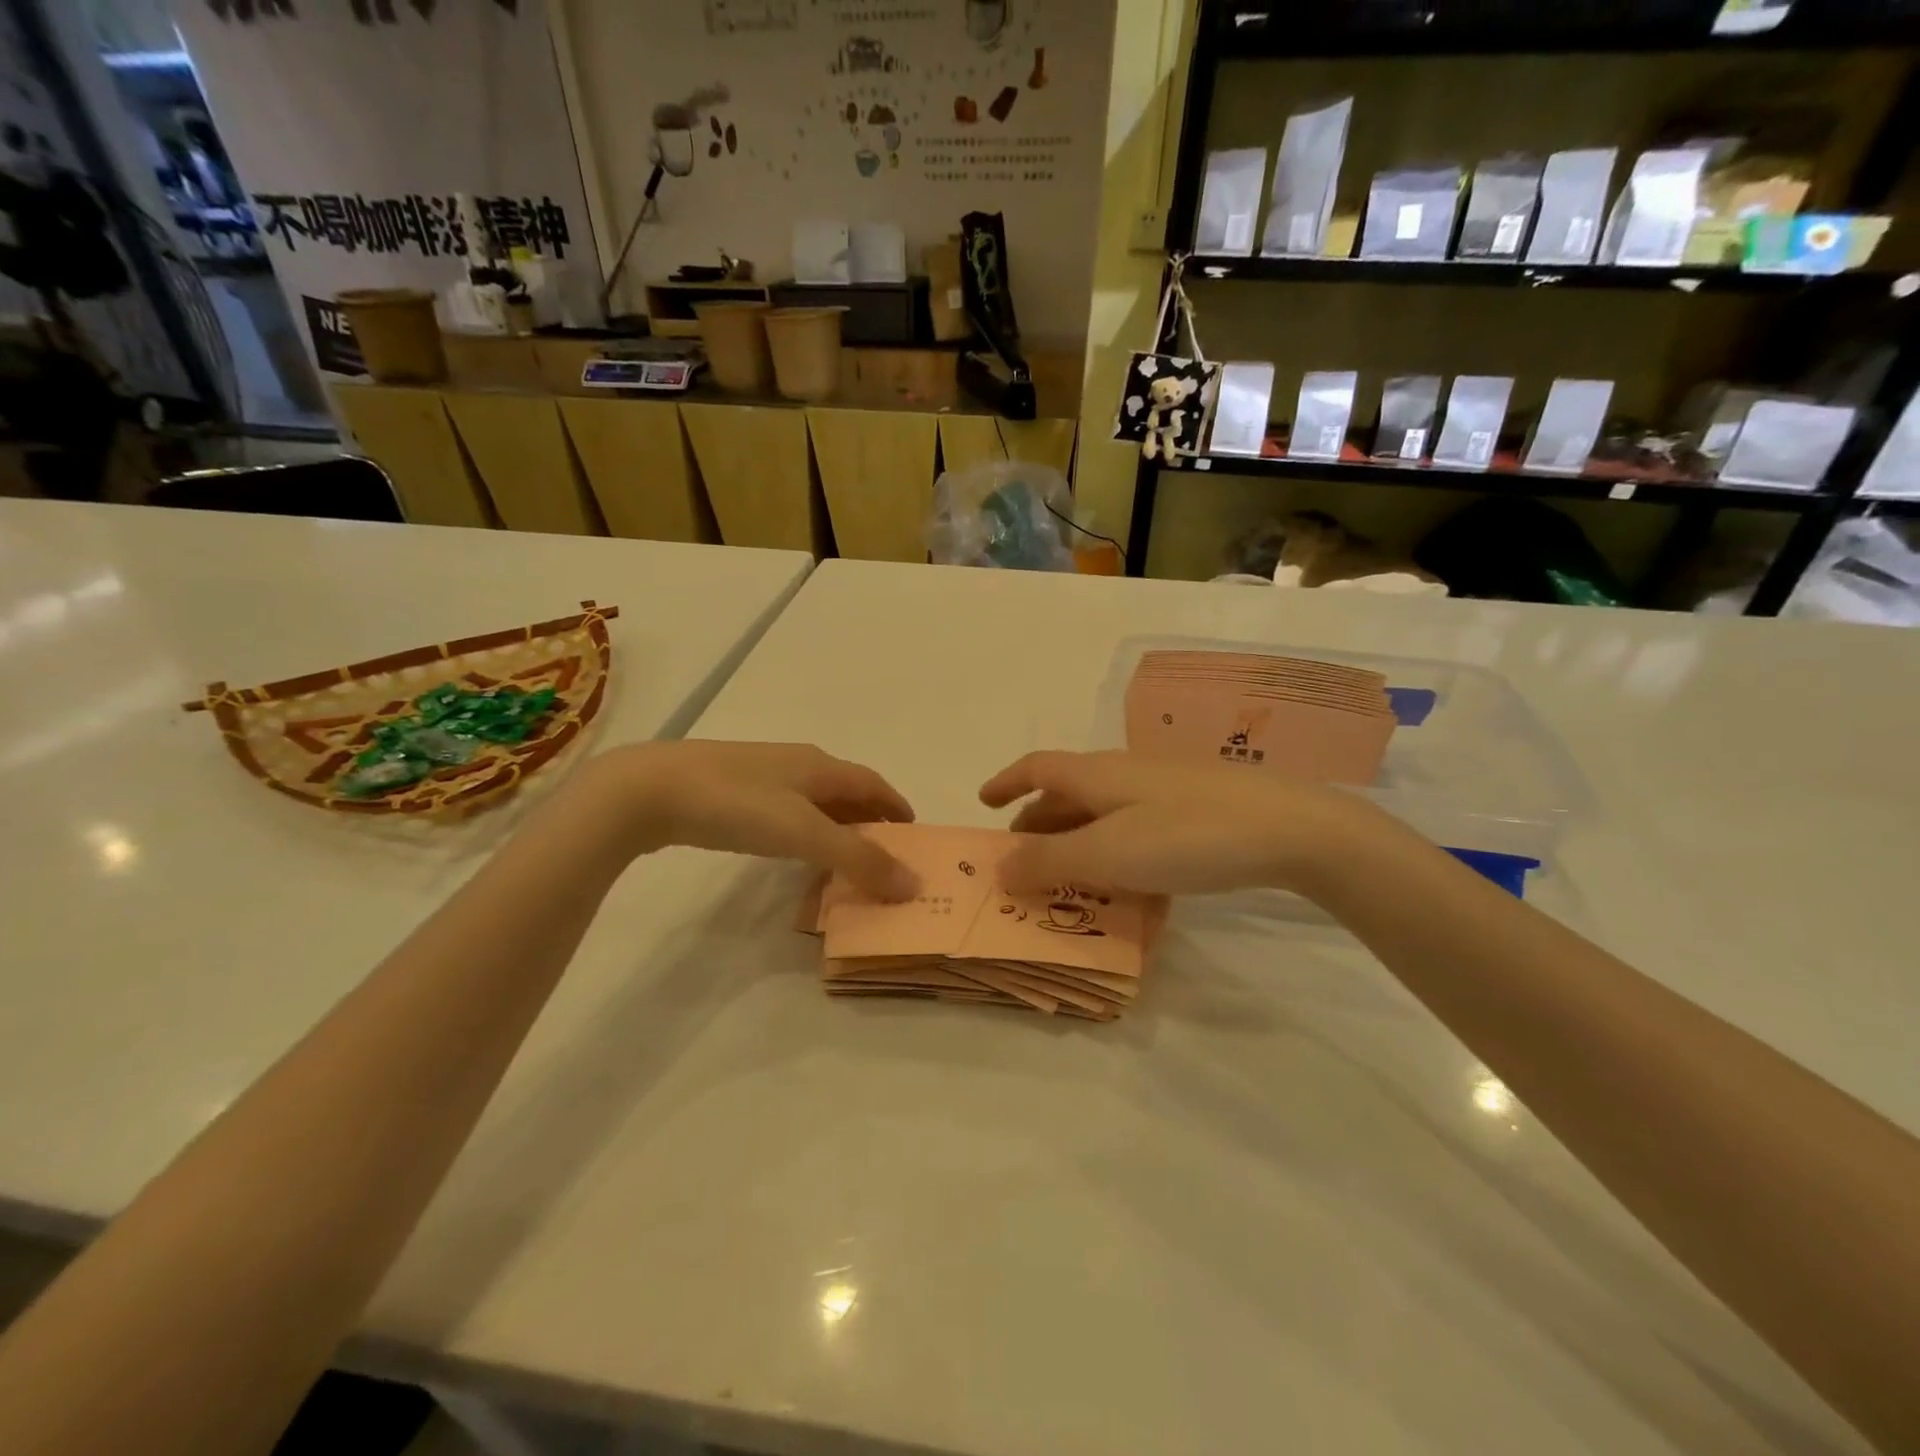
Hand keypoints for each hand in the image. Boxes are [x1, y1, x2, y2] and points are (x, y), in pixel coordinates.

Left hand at [593, 741, 918, 899]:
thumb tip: (913, 884)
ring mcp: (762, 775)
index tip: (914, 836)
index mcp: (820, 766)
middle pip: (847, 791)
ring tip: (845, 860)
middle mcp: (797, 764)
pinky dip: (805, 831)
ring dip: (837, 827)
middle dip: (870, 820)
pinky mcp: (732, 791)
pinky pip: (786, 811)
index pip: (874, 784)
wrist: (650, 789)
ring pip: (815, 801)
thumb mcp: (805, 833)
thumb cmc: (737, 805)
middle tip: (884, 857)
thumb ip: (859, 859)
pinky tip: (793, 851)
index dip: (897, 807)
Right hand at [979, 750, 1389, 897]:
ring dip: (1077, 841)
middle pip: (1067, 793)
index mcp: (1096, 774)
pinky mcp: (1196, 809)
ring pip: (1103, 812)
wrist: (1291, 828)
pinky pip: (1137, 827)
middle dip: (1038, 824)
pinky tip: (1132, 886)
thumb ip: (1048, 861)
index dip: (1006, 783)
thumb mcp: (1107, 854)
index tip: (983, 802)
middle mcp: (1124, 774)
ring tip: (1069, 881)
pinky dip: (1117, 851)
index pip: (1036, 768)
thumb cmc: (1186, 835)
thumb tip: (997, 866)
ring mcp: (1163, 790)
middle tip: (1022, 861)